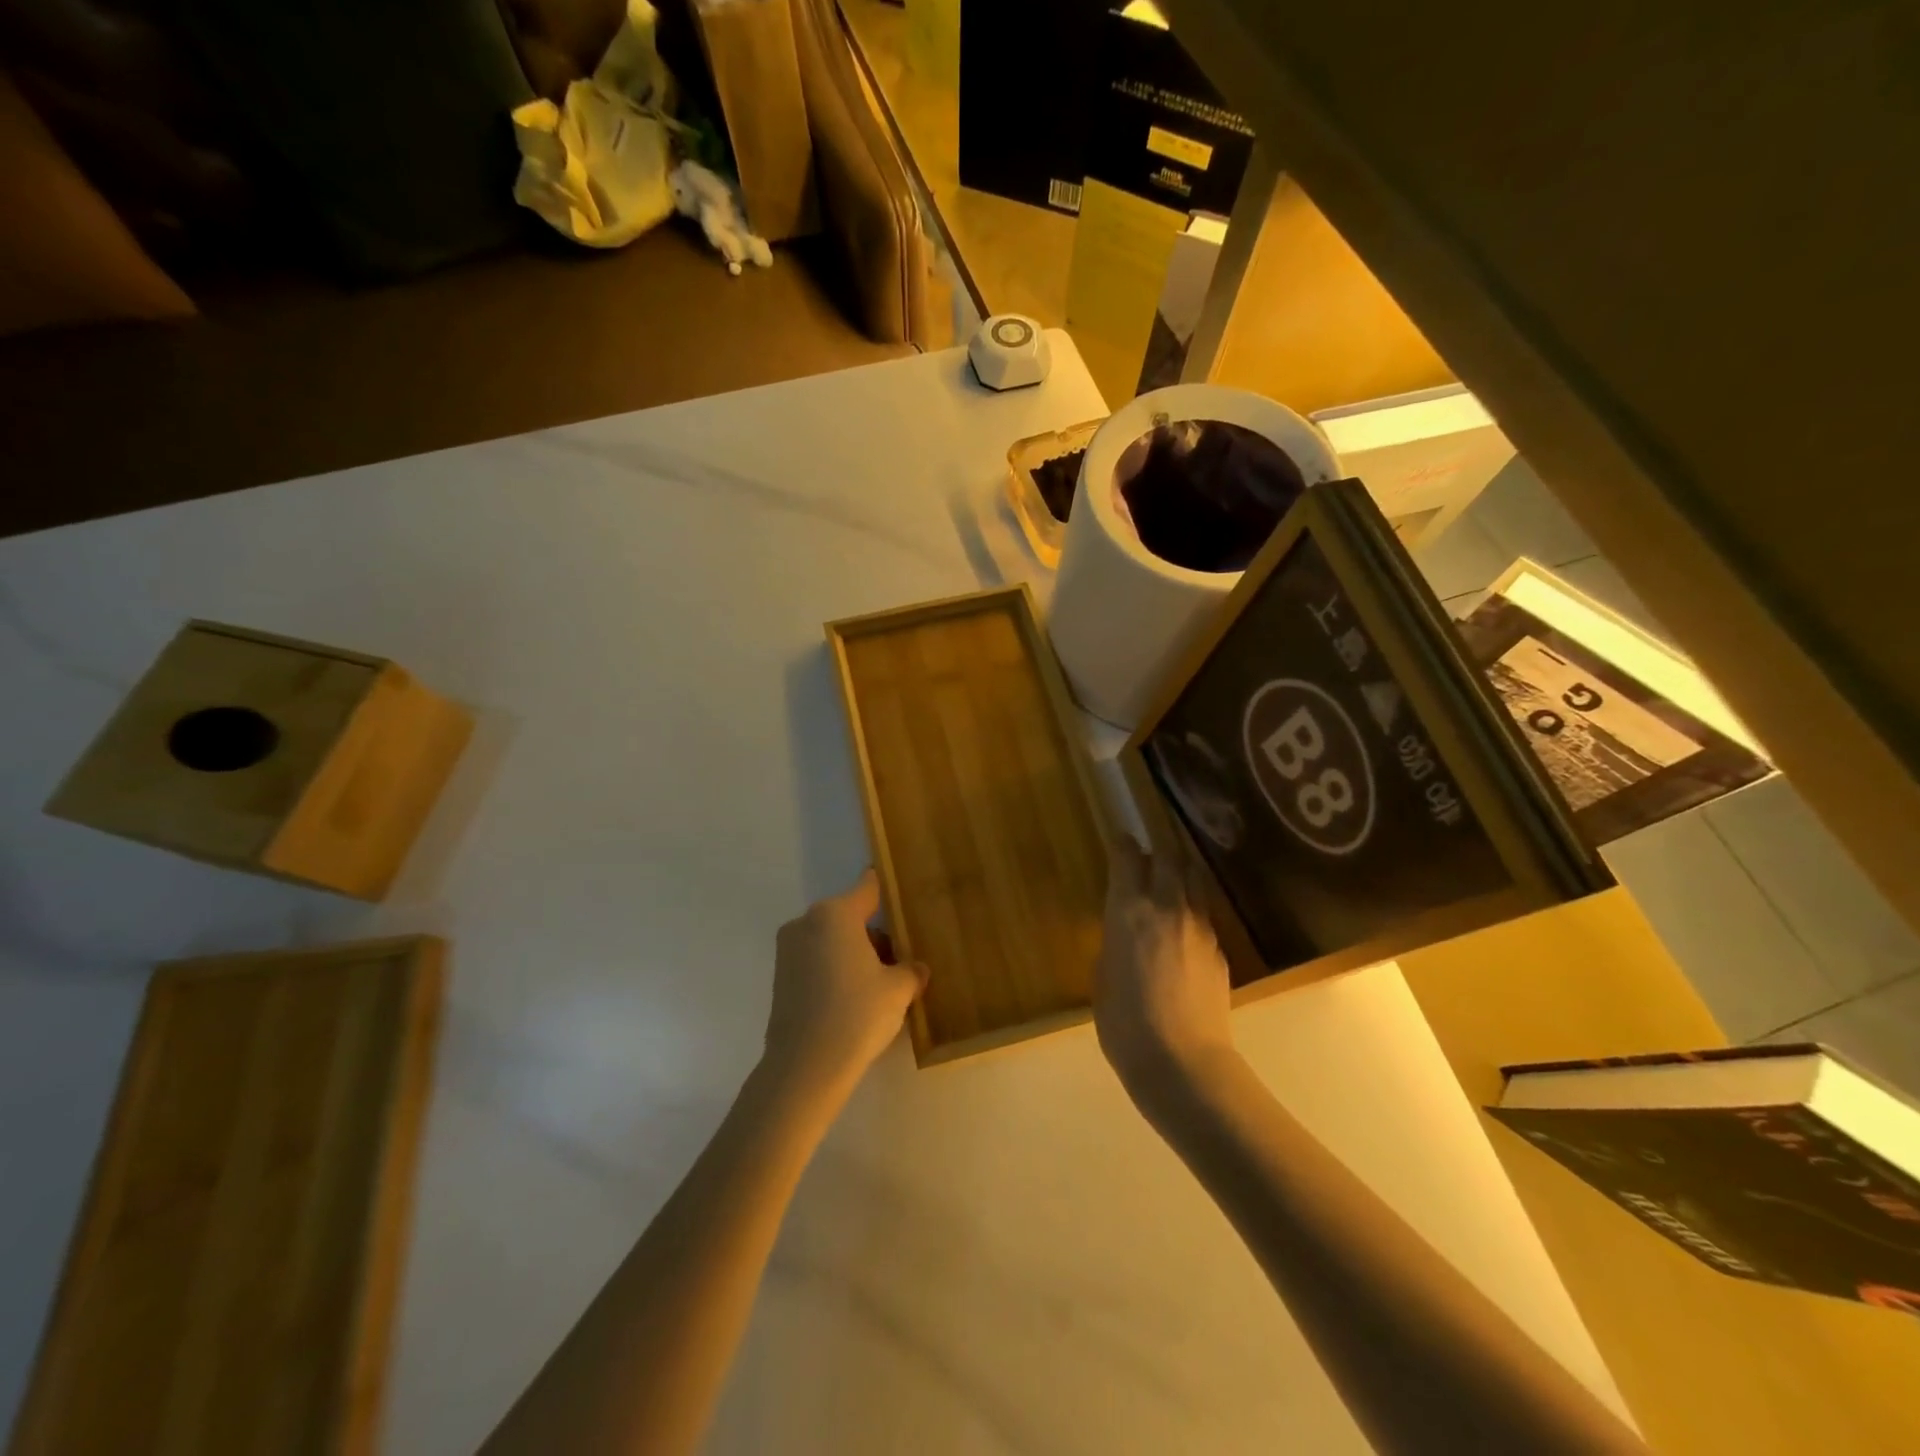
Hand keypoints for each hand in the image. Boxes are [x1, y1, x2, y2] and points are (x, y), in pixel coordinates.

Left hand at [764, 870, 927, 1102]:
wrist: (805, 1067)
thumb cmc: (857, 1014)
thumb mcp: (898, 990)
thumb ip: (911, 971)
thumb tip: (916, 969)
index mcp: (836, 914)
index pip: (868, 887)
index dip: (887, 889)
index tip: (902, 893)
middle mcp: (807, 922)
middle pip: (850, 916)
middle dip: (874, 934)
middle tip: (899, 960)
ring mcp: (788, 949)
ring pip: (832, 940)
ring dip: (854, 953)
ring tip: (879, 986)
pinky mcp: (780, 977)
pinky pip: (816, 960)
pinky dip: (835, 970)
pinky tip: (853, 1000)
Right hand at [1094, 836, 1238, 1108]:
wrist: (1182, 1063)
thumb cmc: (1125, 1024)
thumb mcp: (1103, 978)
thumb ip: (1114, 944)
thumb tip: (1125, 933)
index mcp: (1129, 910)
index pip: (1128, 858)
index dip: (1123, 844)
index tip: (1121, 838)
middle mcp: (1167, 907)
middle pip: (1169, 857)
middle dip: (1158, 848)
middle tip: (1149, 852)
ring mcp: (1199, 927)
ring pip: (1194, 882)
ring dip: (1181, 874)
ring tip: (1172, 881)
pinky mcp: (1219, 950)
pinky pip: (1204, 916)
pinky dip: (1192, 911)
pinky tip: (1184, 932)